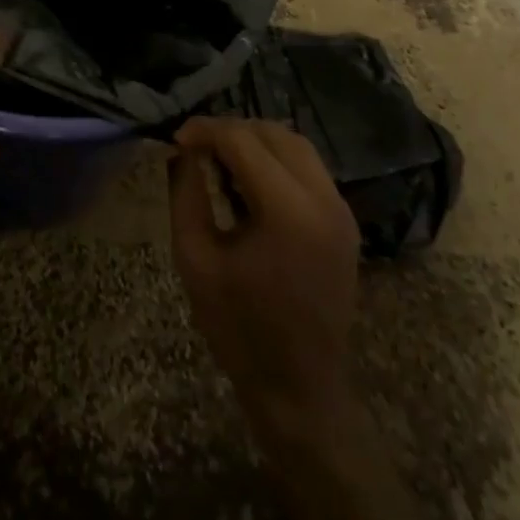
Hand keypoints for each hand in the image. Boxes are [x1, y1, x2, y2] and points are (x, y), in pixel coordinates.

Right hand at [170, 118, 361, 443]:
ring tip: (220, 159)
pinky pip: (309, 168)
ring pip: (296, 144)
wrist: (300, 389)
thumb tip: (181, 151)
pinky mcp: (345, 221)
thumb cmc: (238, 328)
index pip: (242, 140)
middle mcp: (323, 199)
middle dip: (230, 130)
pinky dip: (277, 160)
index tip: (175, 138)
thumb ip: (186, 194)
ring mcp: (341, 210)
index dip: (204, 130)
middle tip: (195, 147)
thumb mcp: (194, 257)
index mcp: (287, 210)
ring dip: (256, 140)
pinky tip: (249, 180)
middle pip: (273, 132)